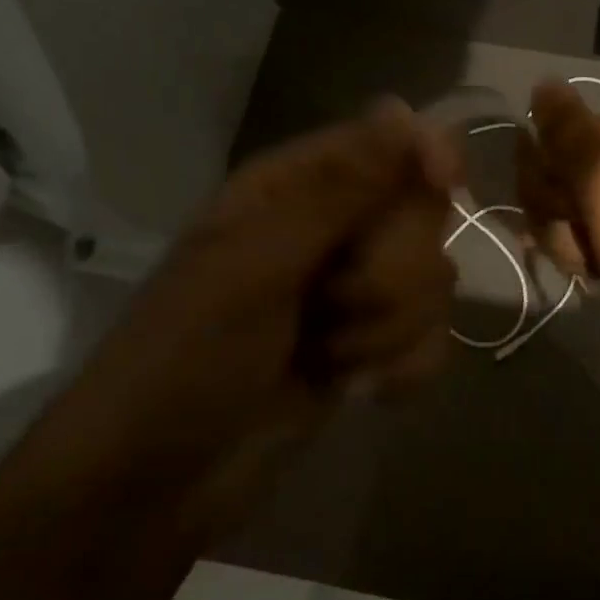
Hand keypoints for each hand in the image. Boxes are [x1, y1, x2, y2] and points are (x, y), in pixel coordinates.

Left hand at [44, 101, 459, 530]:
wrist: (154, 490)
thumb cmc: (185, 361)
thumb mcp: (254, 267)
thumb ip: (337, 191)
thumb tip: (402, 109)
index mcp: (296, 187)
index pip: (390, 140)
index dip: (426, 154)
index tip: (445, 183)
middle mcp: (335, 227)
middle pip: (423, 214)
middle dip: (390, 272)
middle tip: (329, 306)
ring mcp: (357, 288)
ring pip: (434, 278)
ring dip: (388, 329)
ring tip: (326, 357)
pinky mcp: (373, 344)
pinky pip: (433, 334)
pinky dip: (403, 366)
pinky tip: (362, 390)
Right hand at [518, 81, 599, 382]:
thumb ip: (577, 149)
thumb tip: (543, 83)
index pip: (547, 140)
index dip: (549, 188)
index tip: (580, 223)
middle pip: (550, 170)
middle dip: (557, 217)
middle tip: (595, 249)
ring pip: (557, 201)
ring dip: (566, 240)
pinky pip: (577, 223)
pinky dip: (579, 251)